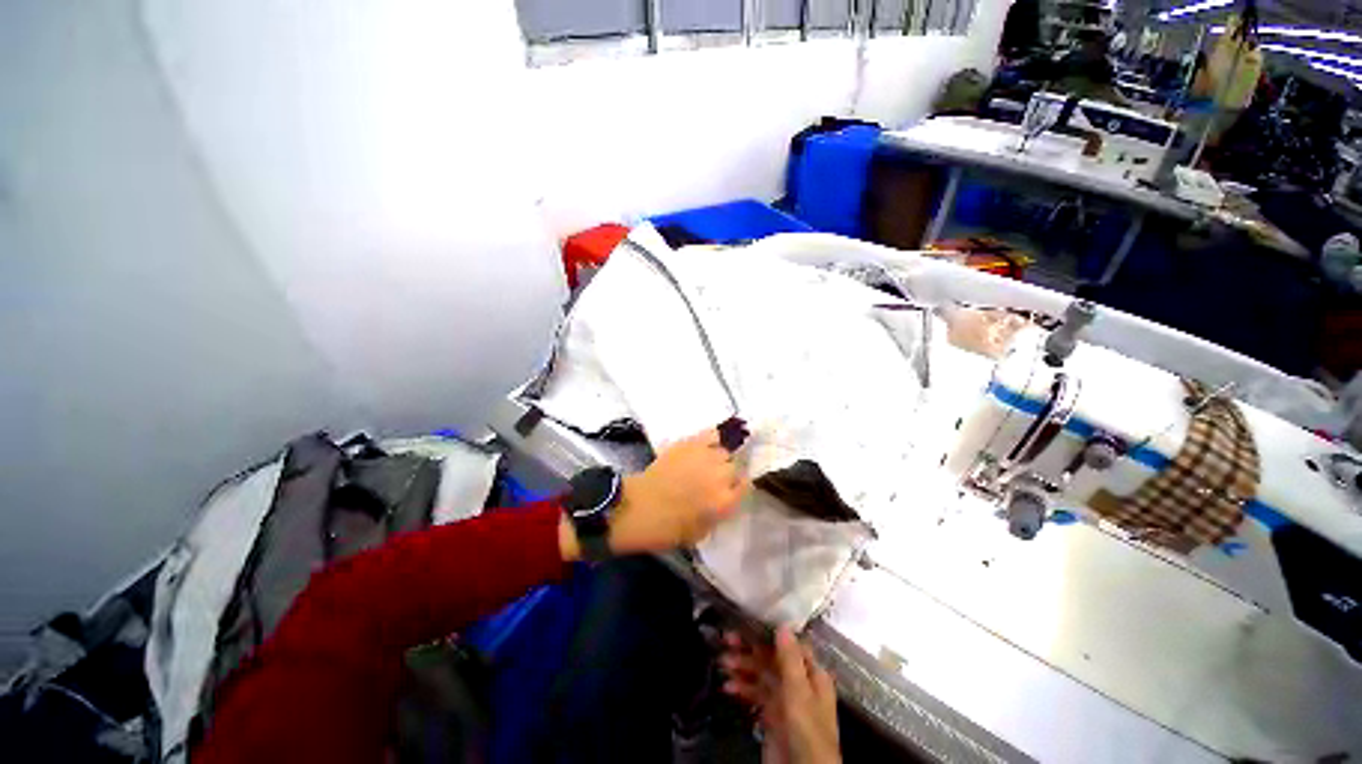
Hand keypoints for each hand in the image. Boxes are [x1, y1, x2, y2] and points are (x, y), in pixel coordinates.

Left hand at [608, 428, 748, 554]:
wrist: (638, 508)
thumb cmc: (667, 529)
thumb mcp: (701, 533)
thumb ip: (718, 514)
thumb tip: (722, 501)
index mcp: (725, 501)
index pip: (745, 485)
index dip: (738, 487)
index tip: (732, 488)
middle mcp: (720, 476)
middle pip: (735, 467)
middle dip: (727, 474)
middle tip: (713, 479)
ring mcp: (705, 456)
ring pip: (724, 451)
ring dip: (718, 458)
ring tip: (707, 463)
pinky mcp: (690, 443)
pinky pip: (710, 434)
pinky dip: (711, 439)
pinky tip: (706, 445)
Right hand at [721, 628, 840, 763]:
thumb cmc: (806, 730)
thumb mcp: (799, 693)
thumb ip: (790, 659)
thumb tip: (782, 625)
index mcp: (812, 674)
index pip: (791, 645)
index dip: (770, 632)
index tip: (748, 621)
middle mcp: (799, 683)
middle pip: (772, 658)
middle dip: (750, 649)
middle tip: (727, 639)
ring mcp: (784, 700)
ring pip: (761, 675)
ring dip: (743, 667)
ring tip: (724, 663)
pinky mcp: (771, 716)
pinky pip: (755, 694)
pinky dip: (742, 688)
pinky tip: (728, 687)